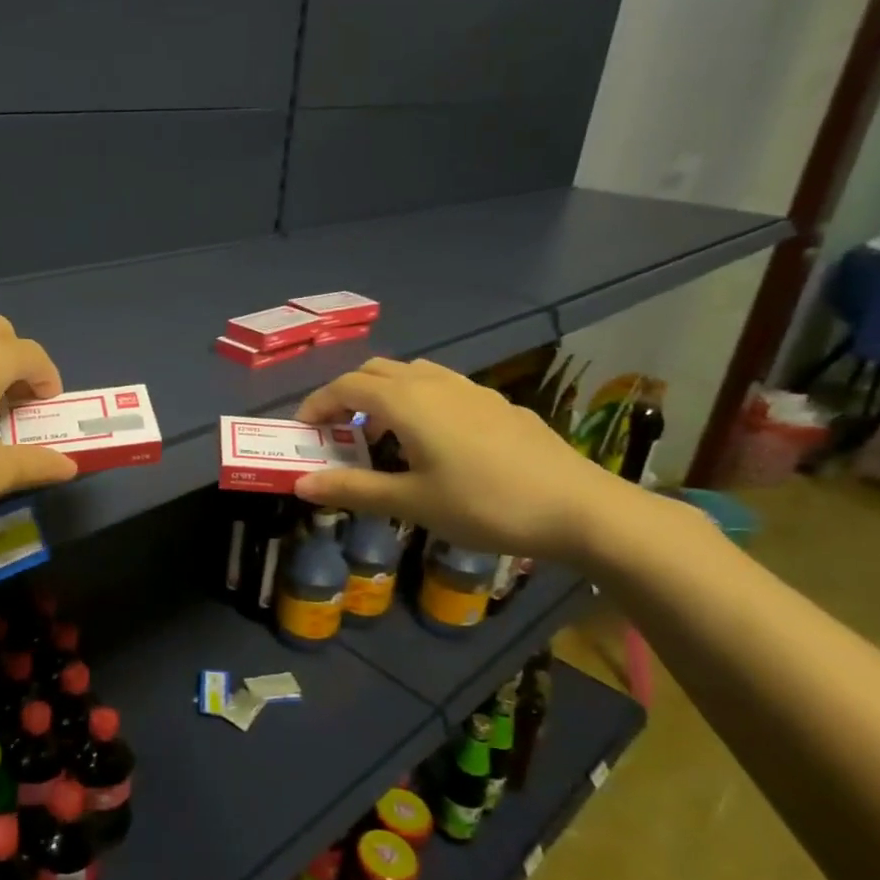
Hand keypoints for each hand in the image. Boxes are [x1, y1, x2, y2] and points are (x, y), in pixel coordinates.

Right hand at [293, 357, 634, 563]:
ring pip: (411, 374)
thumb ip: (352, 489)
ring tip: (381, 436)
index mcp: (406, 401)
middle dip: (347, 395)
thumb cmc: (484, 504)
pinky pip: (441, 387)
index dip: (317, 405)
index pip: (345, 388)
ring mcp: (470, 389)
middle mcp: (434, 382)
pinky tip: (432, 441)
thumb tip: (301, 485)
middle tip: (337, 432)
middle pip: (375, 372)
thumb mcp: (411, 502)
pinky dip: (416, 402)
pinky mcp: (496, 403)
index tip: (302, 431)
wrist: (579, 508)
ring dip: (383, 396)